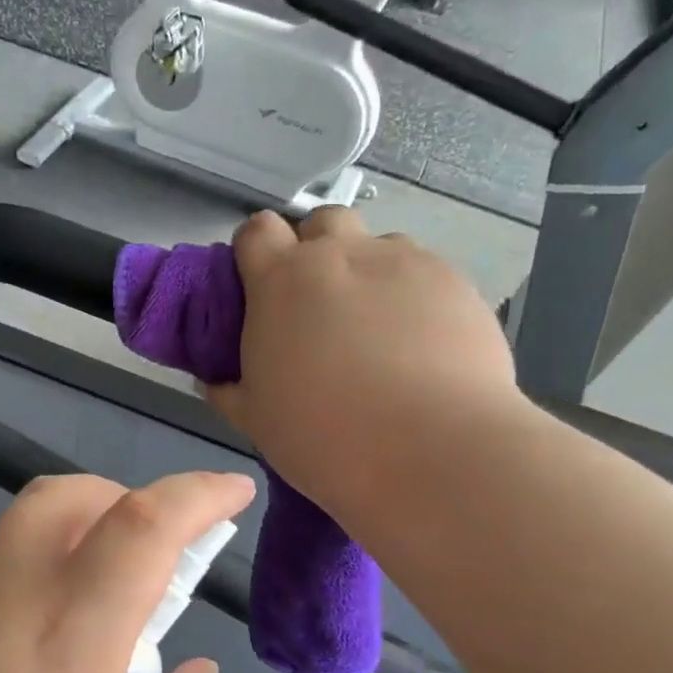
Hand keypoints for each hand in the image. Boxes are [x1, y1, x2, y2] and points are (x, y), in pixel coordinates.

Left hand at [0, 470, 255, 672]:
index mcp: (66, 640)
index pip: (142, 526)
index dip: (196, 494)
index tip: (233, 490)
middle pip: (59, 498)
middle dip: (115, 498)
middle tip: (146, 555)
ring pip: (16, 552)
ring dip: (64, 568)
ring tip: (78, 664)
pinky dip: (18, 611)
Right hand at [206, 207, 522, 511]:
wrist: (431, 451)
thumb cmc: (322, 434)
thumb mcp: (255, 418)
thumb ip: (229, 390)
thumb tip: (216, 382)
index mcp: (281, 280)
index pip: (256, 230)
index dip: (255, 251)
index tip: (259, 286)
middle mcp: (342, 255)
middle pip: (322, 221)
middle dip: (316, 249)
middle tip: (318, 304)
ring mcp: (405, 262)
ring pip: (379, 246)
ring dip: (368, 272)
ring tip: (376, 328)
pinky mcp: (456, 283)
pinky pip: (424, 274)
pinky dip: (413, 297)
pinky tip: (420, 345)